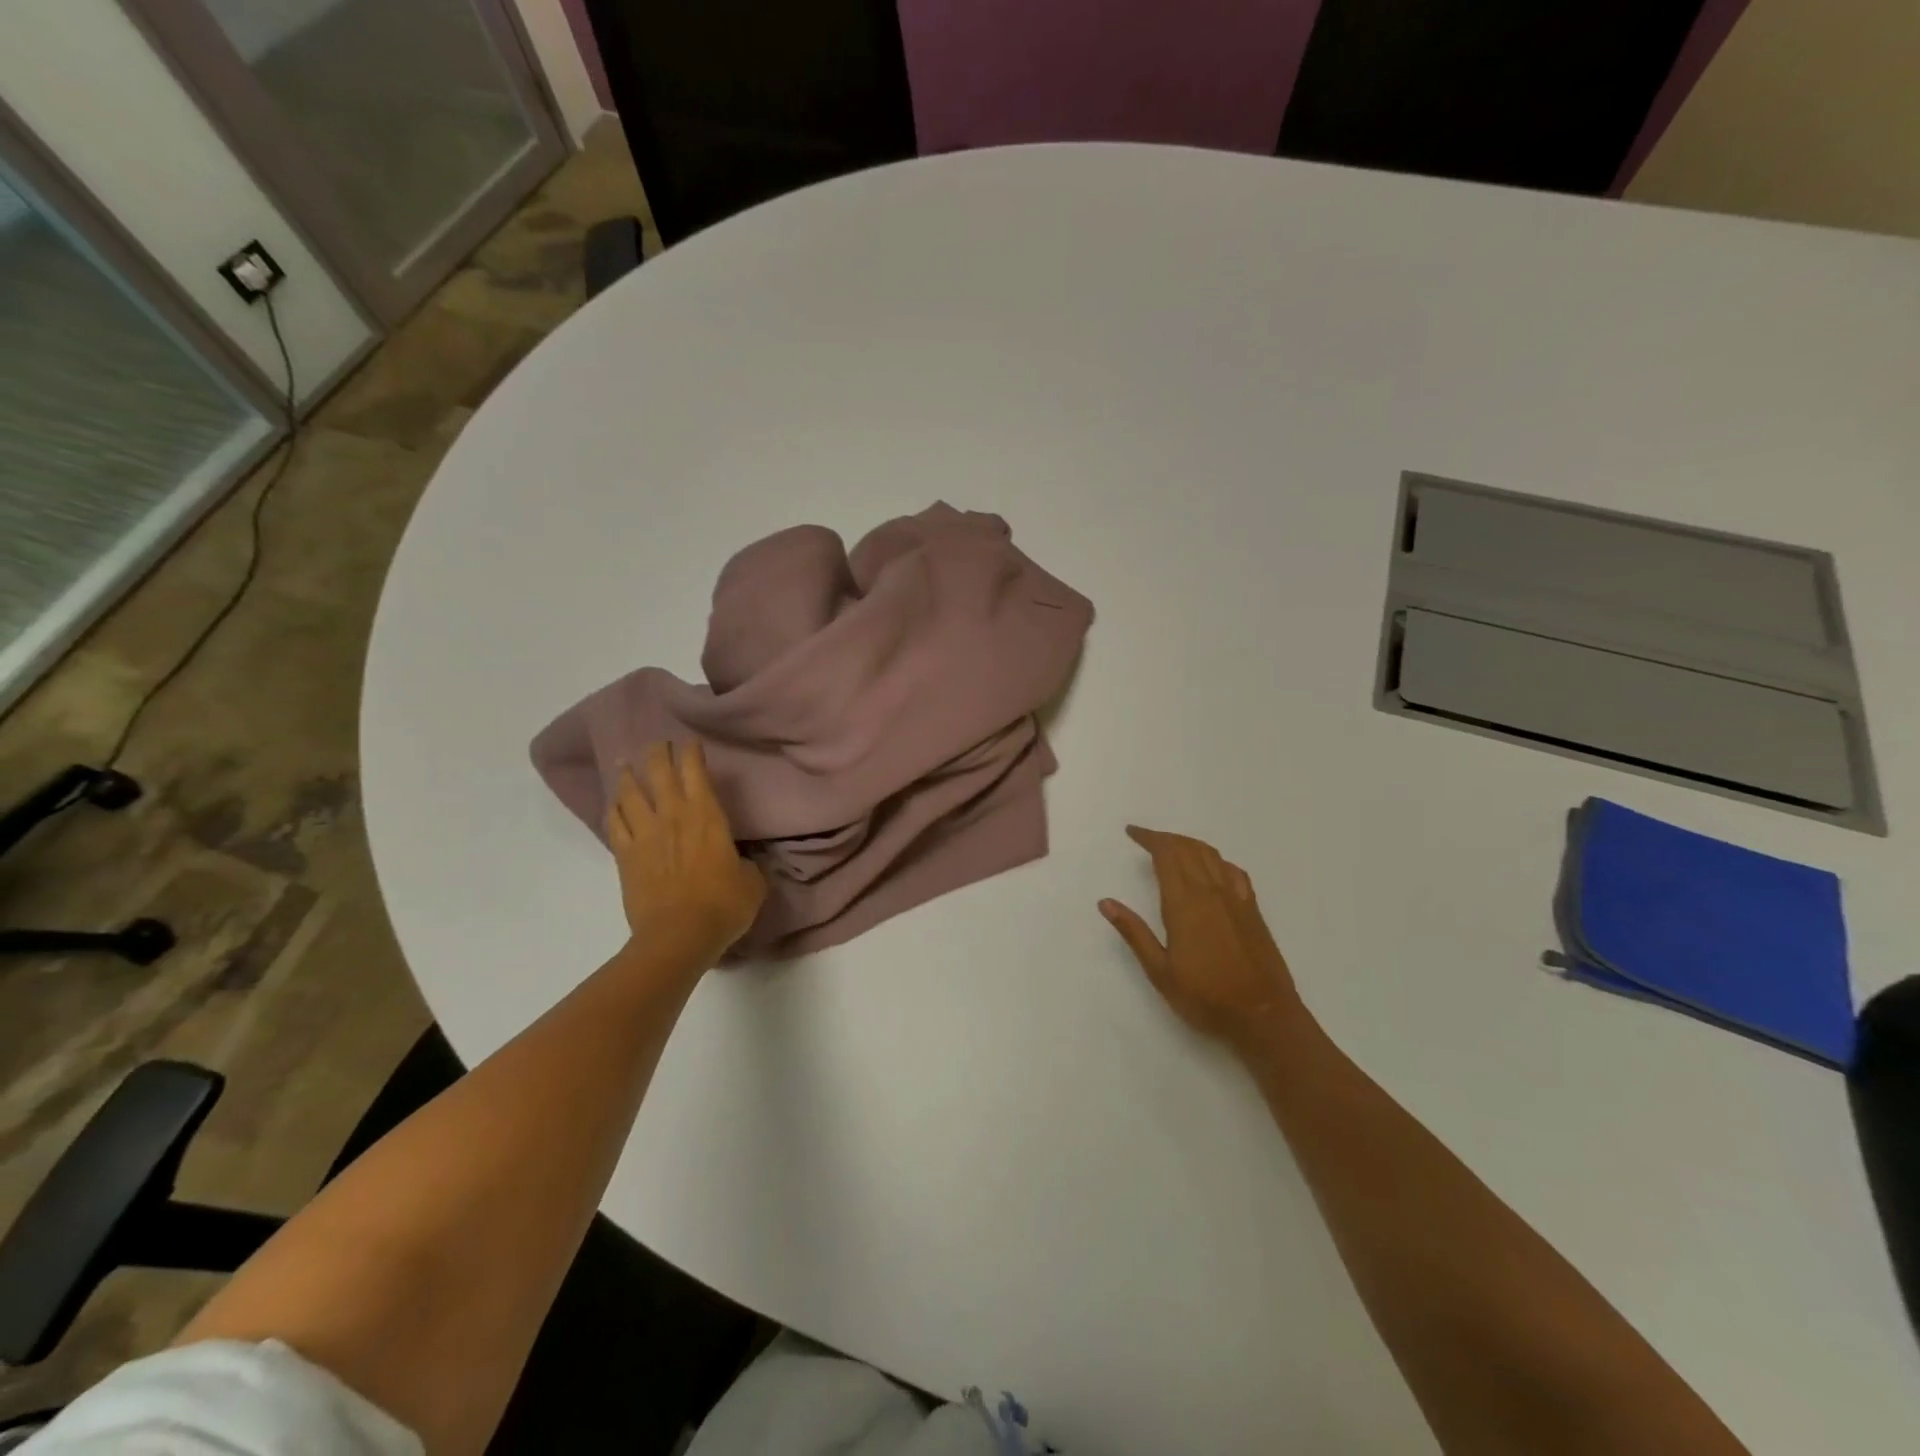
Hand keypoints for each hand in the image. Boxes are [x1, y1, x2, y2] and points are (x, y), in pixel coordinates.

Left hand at [608, 742, 765, 965]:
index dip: (692, 753)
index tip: (690, 742)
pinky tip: (613, 805)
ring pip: (630, 794)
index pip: (696, 772)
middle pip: (659, 773)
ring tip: (624, 765)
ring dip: (627, 776)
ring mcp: (645, 835)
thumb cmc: (724, 905)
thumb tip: (742, 859)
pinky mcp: (625, 856)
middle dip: (658, 754)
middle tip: (657, 743)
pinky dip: (613, 810)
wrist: (678, 936)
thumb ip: (747, 863)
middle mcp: (673, 816)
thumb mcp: (752, 881)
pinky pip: (614, 824)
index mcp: (707, 816)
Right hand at [1101, 826, 1303, 1053]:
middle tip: (1146, 839)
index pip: (1166, 855)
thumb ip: (1134, 932)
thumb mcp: (1159, 971)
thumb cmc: (1205, 997)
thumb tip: (1106, 902)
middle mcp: (1210, 892)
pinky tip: (1212, 868)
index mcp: (1184, 903)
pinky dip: (1216, 860)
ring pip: (1211, 855)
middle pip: (1187, 849)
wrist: (1264, 1016)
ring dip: (1189, 844)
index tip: (1132, 832)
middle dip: (1165, 838)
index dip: (1149, 838)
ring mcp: (1236, 899)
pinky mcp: (1253, 910)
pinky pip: (1233, 871)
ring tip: (1172, 847)